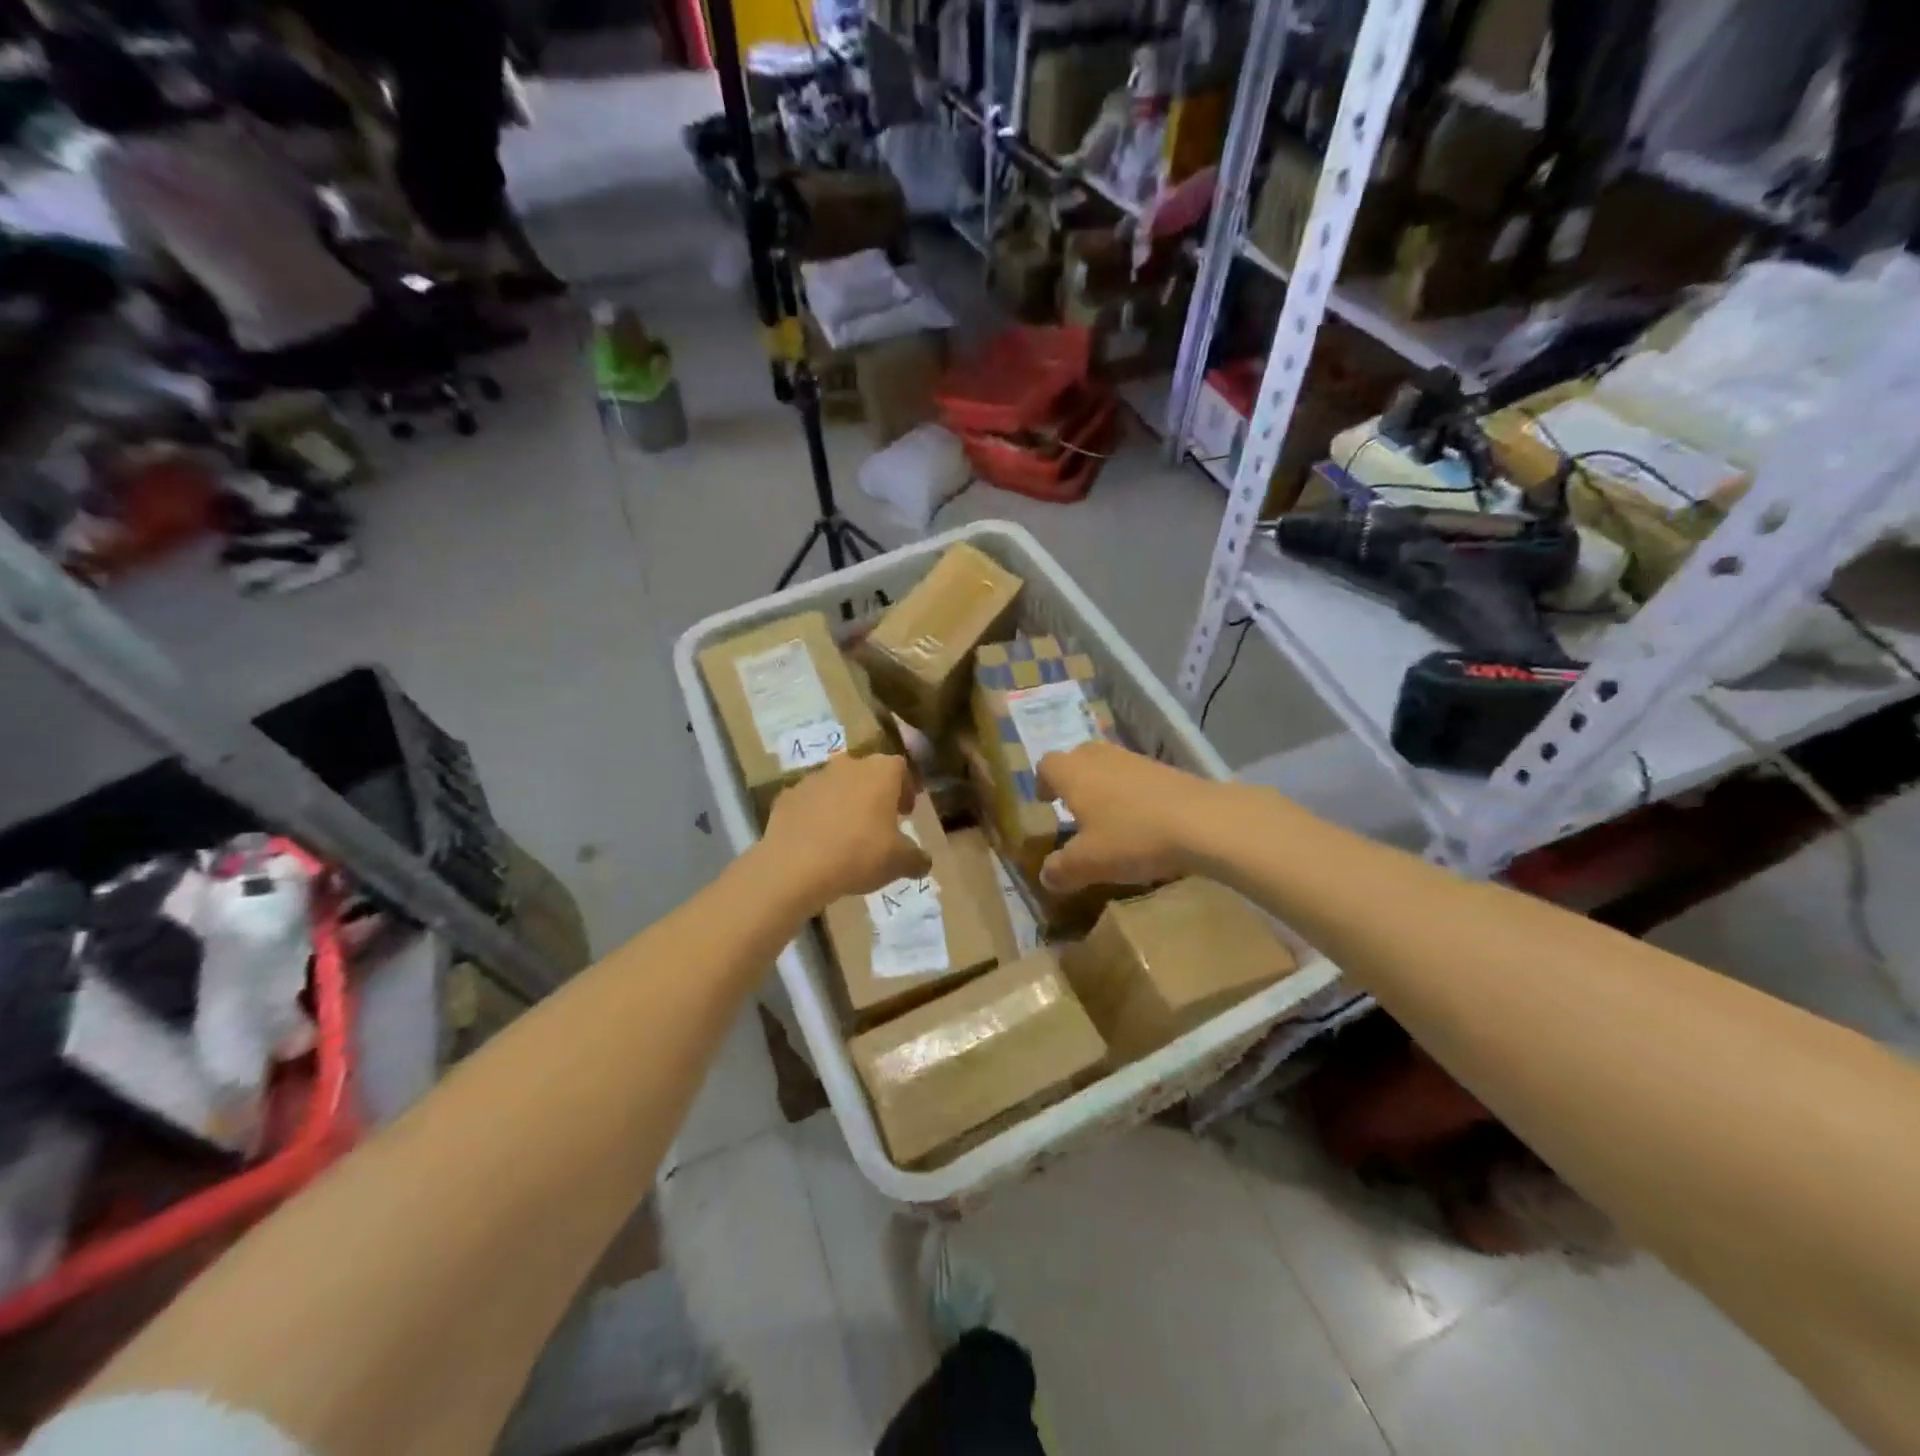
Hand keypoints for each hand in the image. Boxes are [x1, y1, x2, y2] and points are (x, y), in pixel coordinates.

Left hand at [762, 753, 930, 908]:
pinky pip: (809, 802)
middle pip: (867, 773)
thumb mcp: (899, 862)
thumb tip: (923, 861)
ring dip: (843, 803)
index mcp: (880, 772)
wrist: (795, 866)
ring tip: (845, 835)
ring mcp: (814, 777)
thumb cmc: (859, 854)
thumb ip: (917, 858)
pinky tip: (817, 841)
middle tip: (878, 823)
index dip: (906, 789)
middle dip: (874, 794)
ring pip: (836, 785)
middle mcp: (848, 765)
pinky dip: (815, 815)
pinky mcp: (787, 795)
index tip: (906, 813)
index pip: (901, 768)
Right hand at [1036, 742, 1224, 894]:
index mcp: (1074, 773)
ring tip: (1110, 819)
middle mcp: (1101, 758)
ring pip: (1109, 765)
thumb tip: (1046, 876)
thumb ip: (1061, 869)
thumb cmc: (1132, 837)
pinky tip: (1144, 823)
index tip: (1047, 804)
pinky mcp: (1166, 770)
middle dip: (1073, 779)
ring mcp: (1136, 760)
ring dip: (1104, 786)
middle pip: (1078, 757)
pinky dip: (1133, 794)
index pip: (1047, 764)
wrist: (1204, 822)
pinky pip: (1137, 777)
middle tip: (1075, 808)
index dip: (1043, 782)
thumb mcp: (1088, 863)